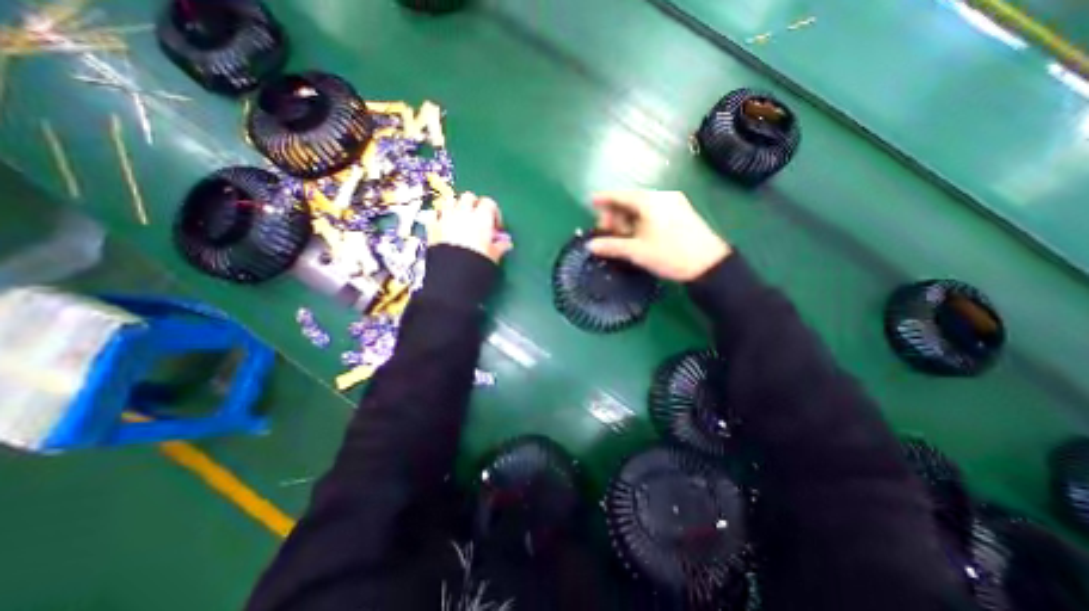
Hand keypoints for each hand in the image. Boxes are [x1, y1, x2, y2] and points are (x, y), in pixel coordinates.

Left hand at [435, 190, 514, 262]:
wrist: (454, 273)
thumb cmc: (478, 262)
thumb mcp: (494, 255)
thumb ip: (501, 246)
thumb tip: (506, 244)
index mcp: (482, 217)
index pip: (489, 203)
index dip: (494, 213)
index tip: (495, 226)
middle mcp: (463, 212)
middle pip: (469, 197)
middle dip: (474, 205)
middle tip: (478, 219)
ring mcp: (446, 218)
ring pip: (450, 200)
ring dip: (456, 206)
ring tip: (460, 219)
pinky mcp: (433, 227)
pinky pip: (434, 213)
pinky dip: (439, 215)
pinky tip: (444, 224)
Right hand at [588, 189, 729, 281]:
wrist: (709, 265)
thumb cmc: (669, 255)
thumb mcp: (636, 252)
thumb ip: (610, 246)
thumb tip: (589, 246)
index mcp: (649, 201)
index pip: (620, 195)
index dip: (604, 198)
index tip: (591, 201)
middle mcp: (662, 196)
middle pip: (631, 201)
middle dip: (616, 214)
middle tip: (607, 231)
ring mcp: (674, 203)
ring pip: (643, 207)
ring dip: (628, 219)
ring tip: (622, 236)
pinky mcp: (682, 212)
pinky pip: (654, 211)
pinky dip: (641, 220)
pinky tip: (638, 234)